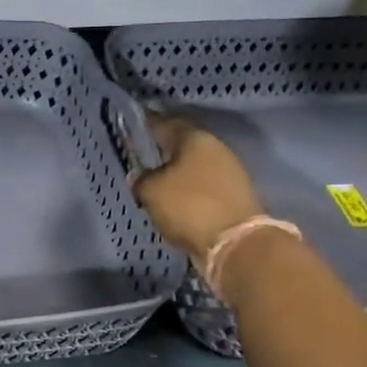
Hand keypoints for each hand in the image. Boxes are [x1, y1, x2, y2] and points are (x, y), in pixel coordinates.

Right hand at [131, 112, 264, 262]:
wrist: (235, 243)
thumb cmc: (188, 206)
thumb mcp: (151, 191)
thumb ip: (141, 179)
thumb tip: (141, 176)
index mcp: (194, 138)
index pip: (164, 123)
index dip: (146, 124)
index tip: (131, 127)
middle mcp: (215, 148)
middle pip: (182, 144)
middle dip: (163, 149)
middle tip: (142, 157)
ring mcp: (230, 171)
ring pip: (194, 165)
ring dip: (177, 171)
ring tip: (157, 182)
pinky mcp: (235, 195)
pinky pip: (204, 185)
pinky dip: (189, 189)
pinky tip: (176, 199)